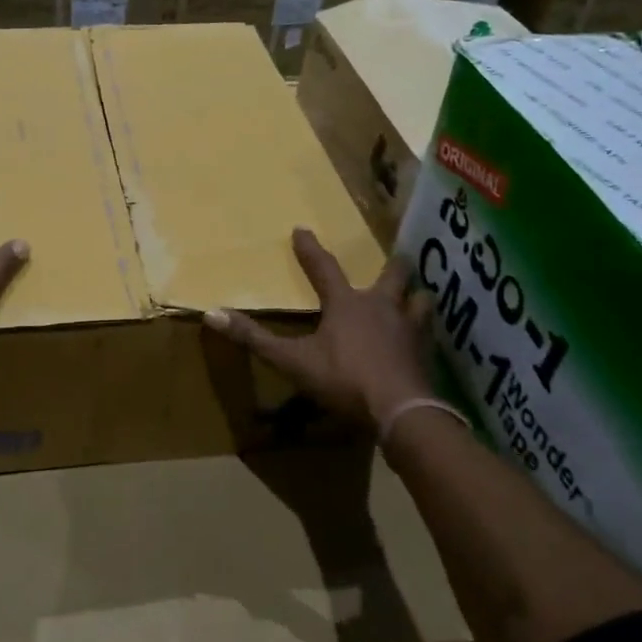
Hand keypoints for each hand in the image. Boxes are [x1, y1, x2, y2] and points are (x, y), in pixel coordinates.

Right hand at [205, 227, 433, 427]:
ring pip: (420, 300)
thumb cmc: (343, 379)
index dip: (310, 249)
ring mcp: (409, 329)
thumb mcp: (292, 360)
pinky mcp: (425, 354)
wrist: (400, 411)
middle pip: (393, 274)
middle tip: (393, 258)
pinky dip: (425, 330)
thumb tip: (212, 313)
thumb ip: (254, 338)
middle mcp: (381, 307)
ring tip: (413, 296)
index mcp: (347, 304)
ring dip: (415, 295)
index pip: (324, 268)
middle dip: (391, 264)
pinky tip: (423, 338)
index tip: (302, 229)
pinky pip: (429, 333)